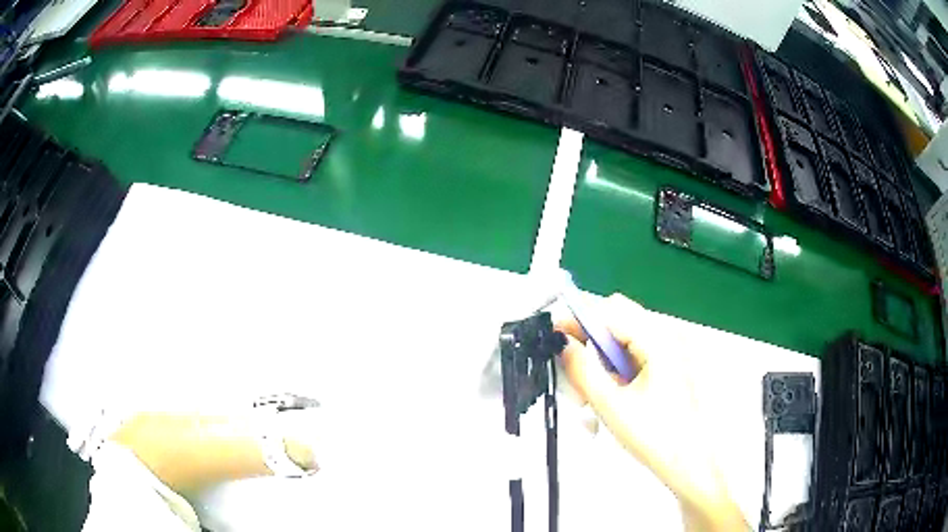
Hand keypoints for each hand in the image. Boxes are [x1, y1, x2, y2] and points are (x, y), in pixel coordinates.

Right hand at [557, 294, 746, 531]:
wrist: (691, 461)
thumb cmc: (654, 436)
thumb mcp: (610, 405)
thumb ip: (583, 369)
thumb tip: (563, 343)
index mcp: (659, 340)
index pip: (610, 311)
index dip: (579, 319)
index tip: (556, 336)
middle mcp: (670, 335)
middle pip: (621, 317)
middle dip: (592, 338)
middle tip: (576, 371)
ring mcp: (675, 348)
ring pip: (628, 334)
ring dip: (605, 353)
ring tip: (596, 389)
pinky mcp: (675, 363)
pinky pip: (640, 349)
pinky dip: (621, 363)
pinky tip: (618, 391)